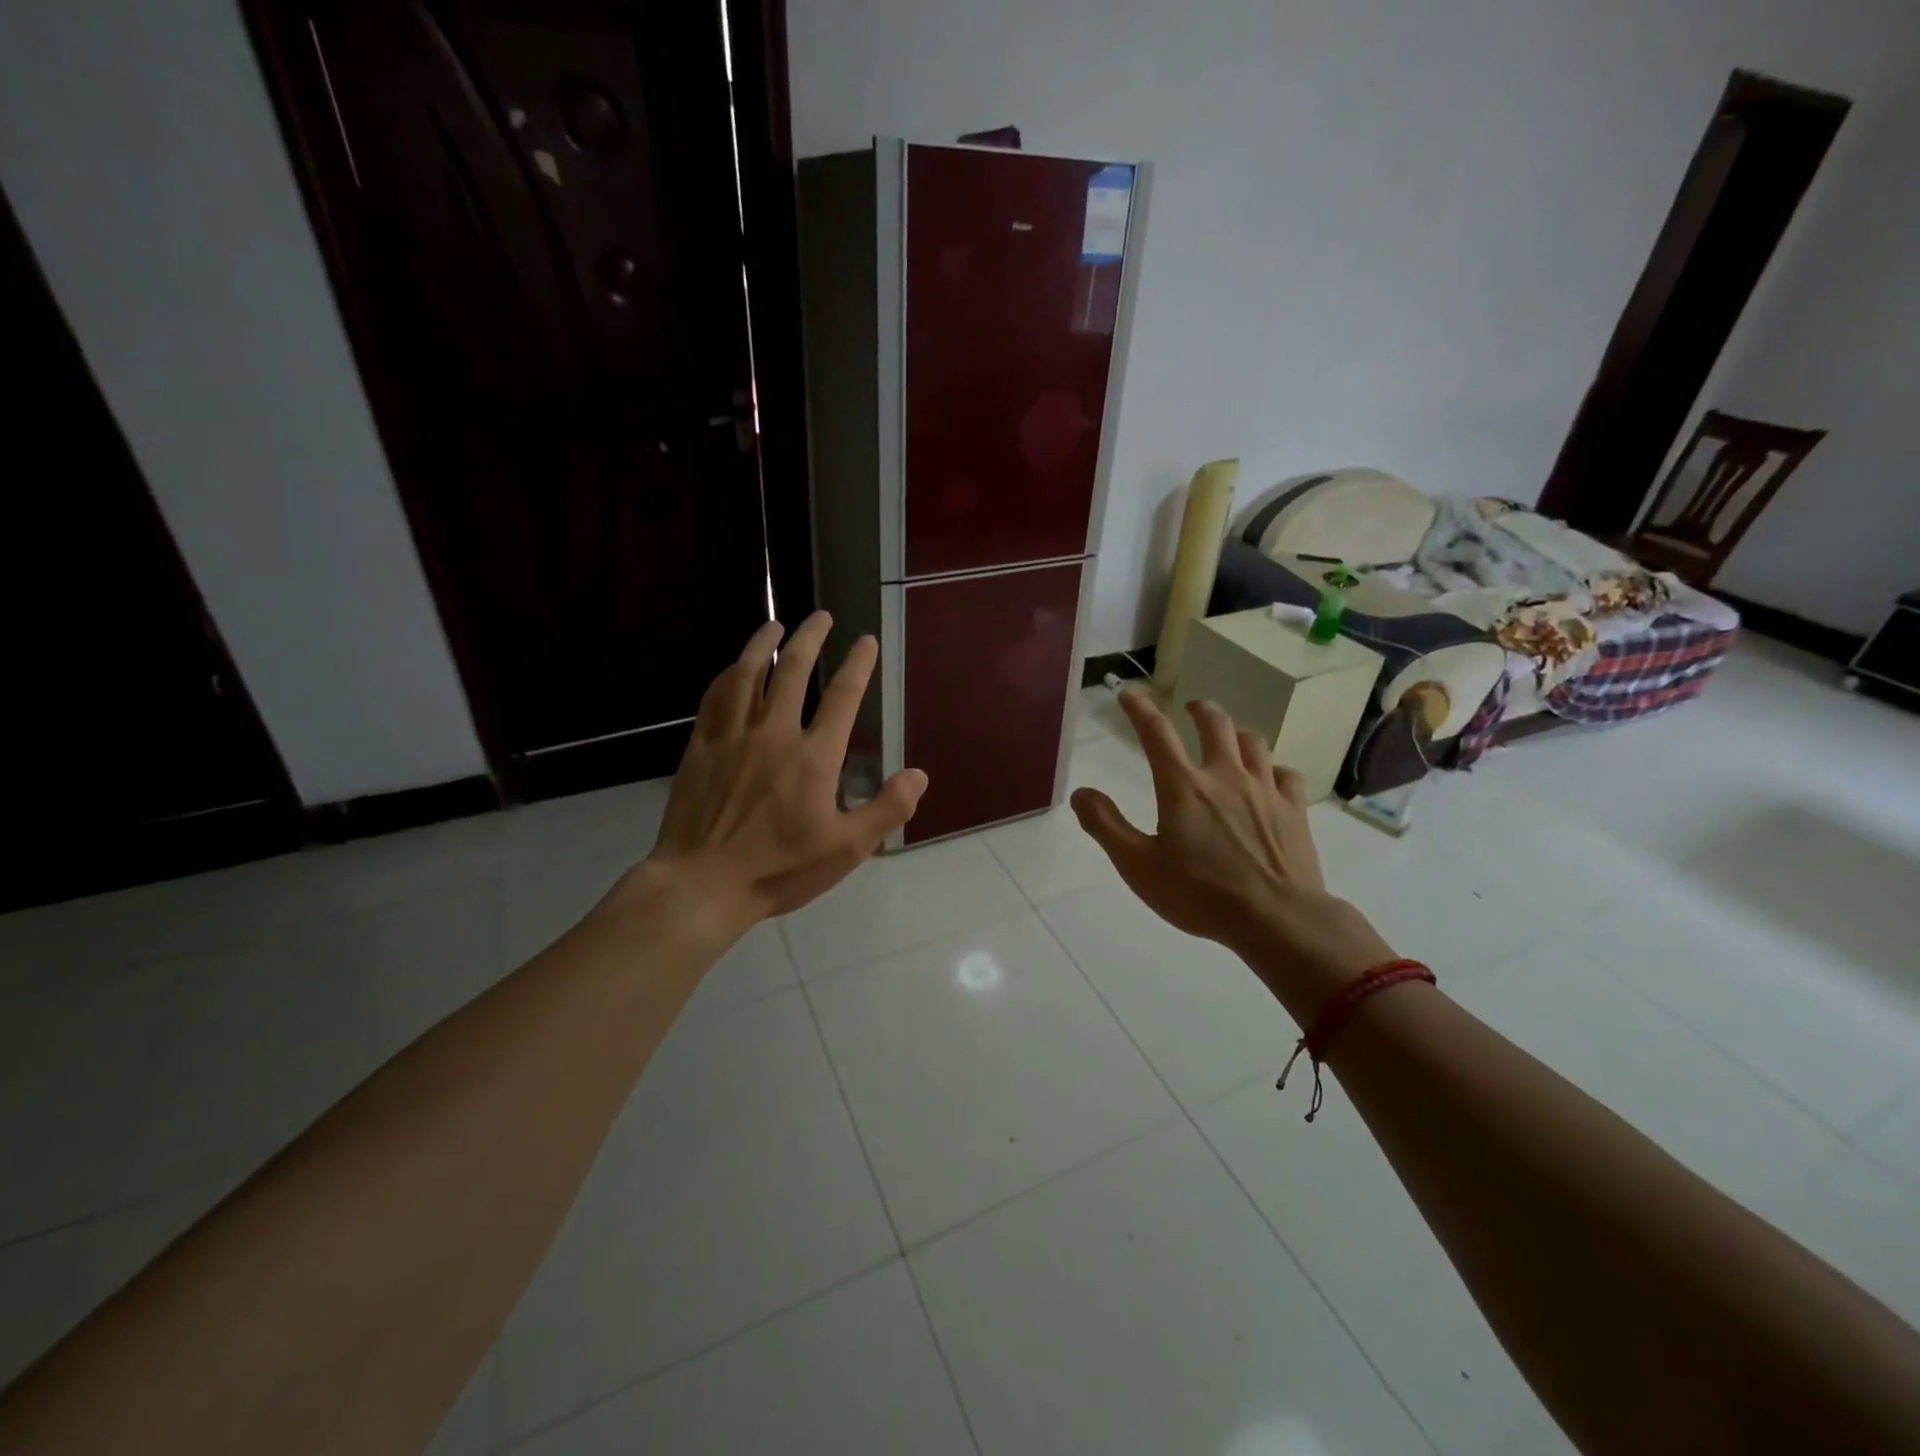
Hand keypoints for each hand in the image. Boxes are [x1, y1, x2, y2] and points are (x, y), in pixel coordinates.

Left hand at [637, 613, 927, 931]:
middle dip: (811, 638)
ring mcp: (733, 736)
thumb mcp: (846, 849)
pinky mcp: (701, 747)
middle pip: (794, 670)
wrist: (702, 884)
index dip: (858, 665)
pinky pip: (715, 698)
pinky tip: (733, 667)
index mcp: (815, 757)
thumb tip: (919, 774)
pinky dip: (728, 675)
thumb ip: (887, 809)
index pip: (843, 697)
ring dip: (764, 644)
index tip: (866, 641)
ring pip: (749, 674)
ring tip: (776, 624)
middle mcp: (775, 733)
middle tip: (821, 617)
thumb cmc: (779, 870)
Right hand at [1071, 692, 1393, 1014]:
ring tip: (1230, 738)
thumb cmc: (1200, 894)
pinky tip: (1271, 778)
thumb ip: (1106, 825)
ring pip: (1254, 743)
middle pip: (1215, 724)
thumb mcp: (1138, 866)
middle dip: (1199, 710)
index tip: (1128, 694)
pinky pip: (1286, 775)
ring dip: (1237, 733)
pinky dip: (1274, 769)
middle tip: (1191, 708)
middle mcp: (1225, 776)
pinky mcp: (1294, 810)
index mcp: (1183, 786)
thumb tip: (1081, 793)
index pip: (1156, 733)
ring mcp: (1265, 790)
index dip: (1139, 709)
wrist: (1277, 919)